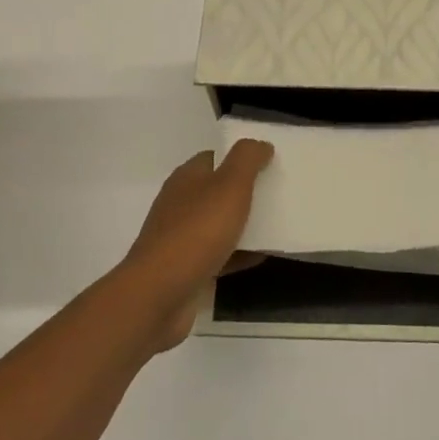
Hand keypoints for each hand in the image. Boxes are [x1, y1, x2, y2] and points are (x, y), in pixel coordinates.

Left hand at [121, 139, 274, 352]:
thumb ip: (247, 159)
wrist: (159, 295)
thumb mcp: (229, 185)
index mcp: (187, 178)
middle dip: (247, 191)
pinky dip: (240, 254)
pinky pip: (220, 255)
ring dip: (245, 224)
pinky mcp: (186, 269)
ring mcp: (181, 238)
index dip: (242, 157)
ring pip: (220, 224)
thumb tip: (260, 144)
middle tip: (279, 193)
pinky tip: (262, 256)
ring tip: (279, 223)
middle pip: (218, 191)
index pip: (216, 157)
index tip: (271, 163)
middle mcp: (181, 204)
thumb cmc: (196, 232)